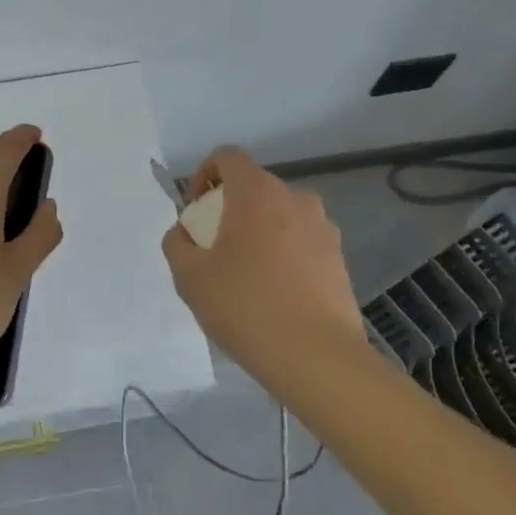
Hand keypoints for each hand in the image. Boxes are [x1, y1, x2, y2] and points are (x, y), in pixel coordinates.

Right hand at [162, 147, 363, 377]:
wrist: (317, 357)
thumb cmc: (245, 307)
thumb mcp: (190, 277)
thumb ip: (177, 243)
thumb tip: (184, 233)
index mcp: (257, 192)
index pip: (227, 157)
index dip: (204, 175)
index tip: (195, 211)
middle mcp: (295, 198)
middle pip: (253, 188)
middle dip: (229, 210)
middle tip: (214, 251)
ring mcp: (323, 228)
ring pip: (279, 216)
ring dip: (257, 233)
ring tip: (245, 277)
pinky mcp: (338, 257)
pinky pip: (300, 242)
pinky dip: (282, 254)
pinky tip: (273, 295)